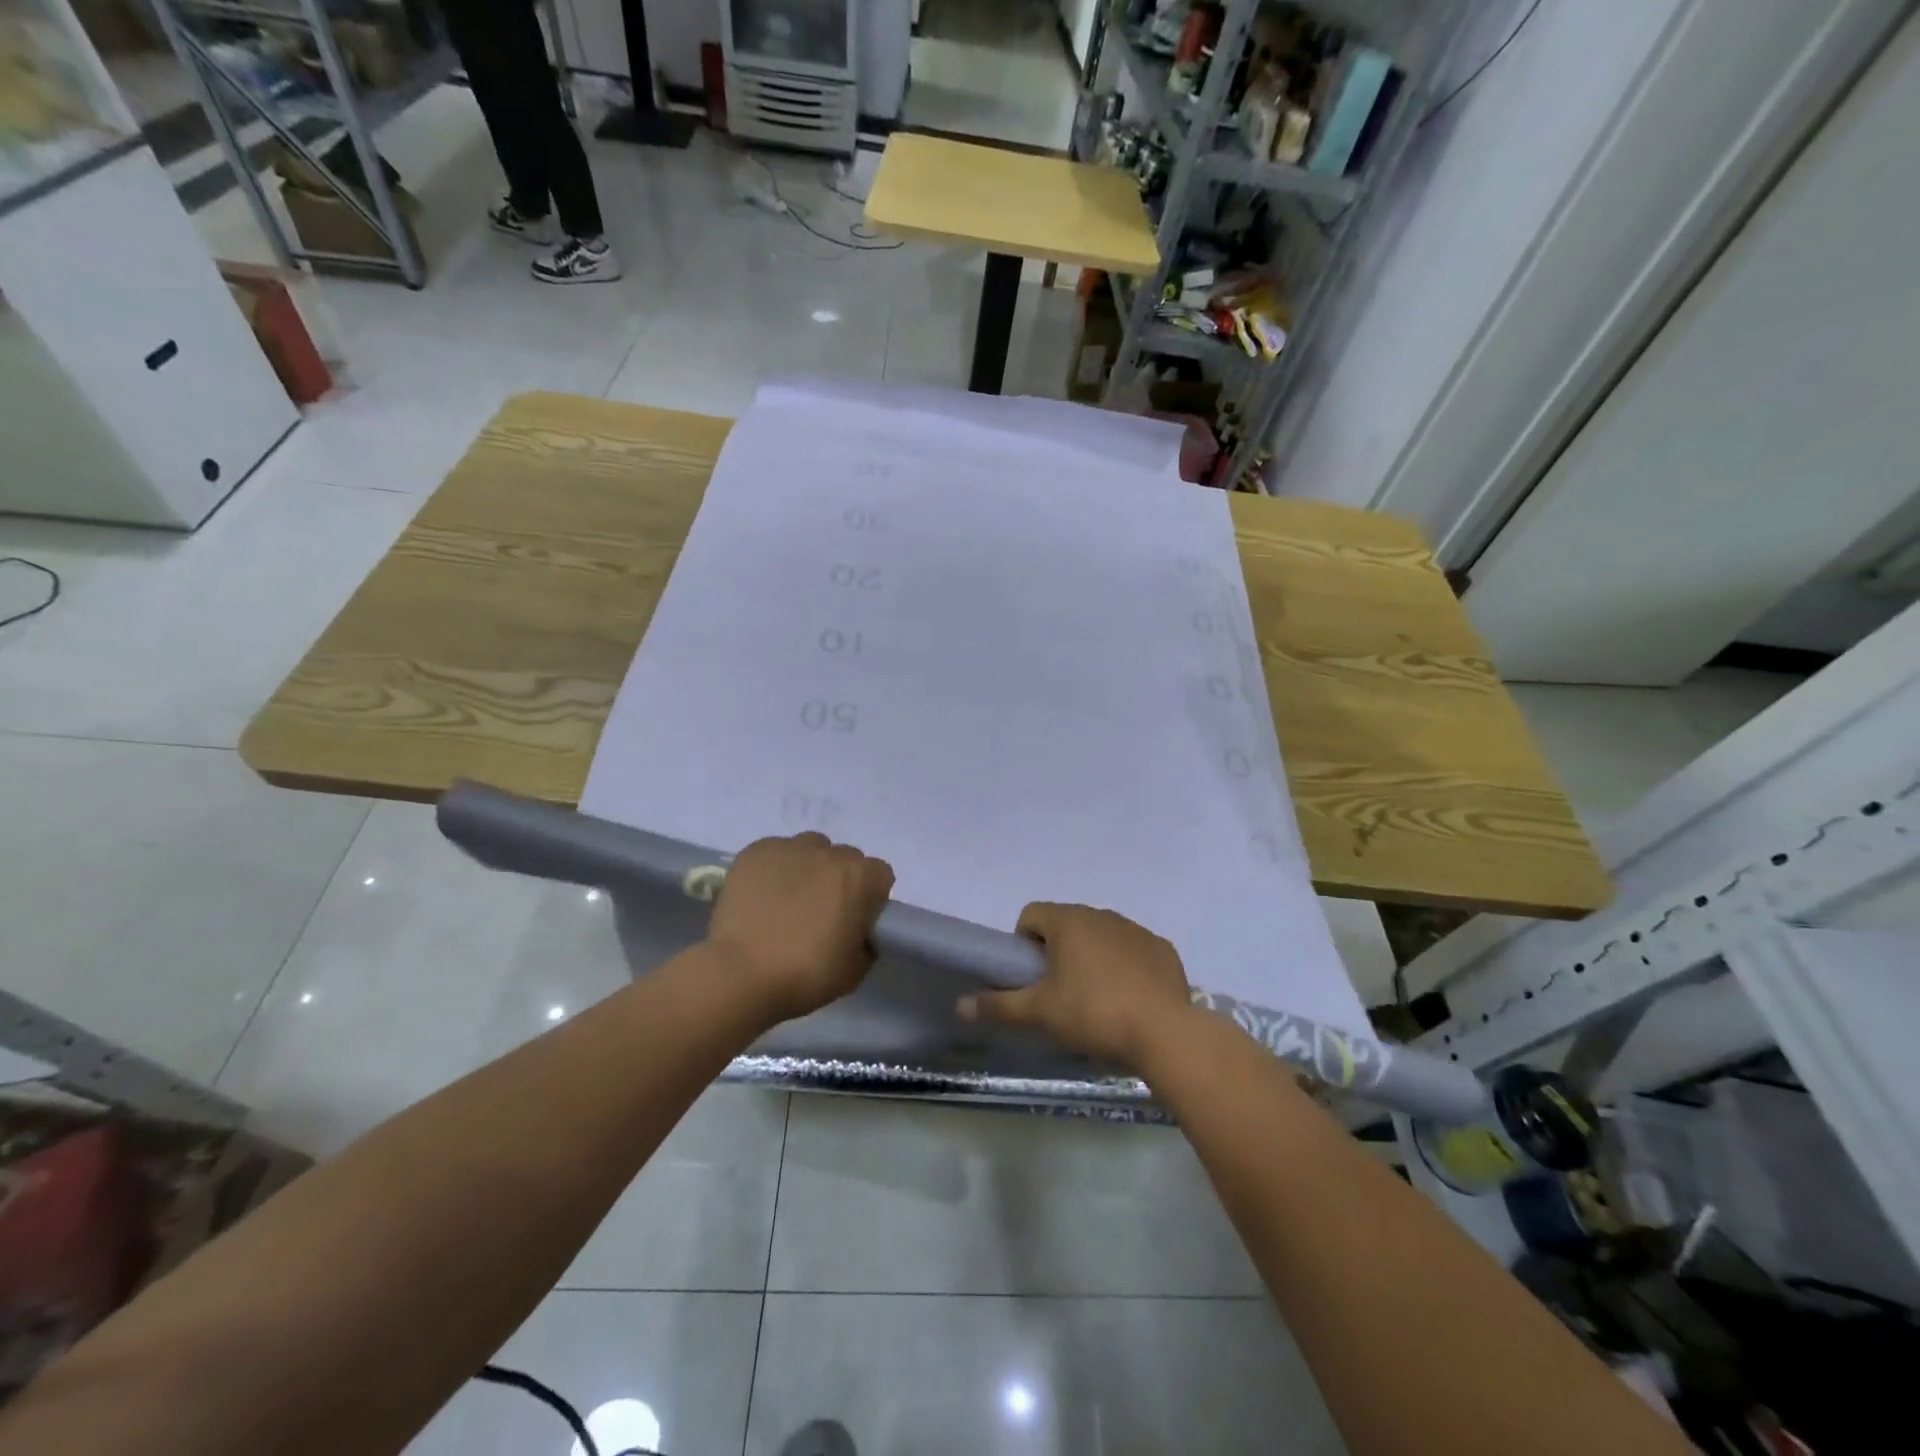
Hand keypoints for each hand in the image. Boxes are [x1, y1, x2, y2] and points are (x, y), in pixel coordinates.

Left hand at [706, 833, 893, 1023]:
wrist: (741, 974)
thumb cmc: (805, 974)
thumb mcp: (855, 970)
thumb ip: (866, 942)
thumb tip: (857, 933)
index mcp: (861, 877)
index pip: (879, 875)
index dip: (869, 897)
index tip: (854, 919)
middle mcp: (830, 852)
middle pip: (844, 859)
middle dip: (839, 880)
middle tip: (820, 913)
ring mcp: (791, 848)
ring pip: (810, 849)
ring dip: (808, 868)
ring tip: (788, 900)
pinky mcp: (757, 851)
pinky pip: (775, 853)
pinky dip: (774, 869)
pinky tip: (761, 896)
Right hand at [956, 902, 1193, 1070]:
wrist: (1165, 1032)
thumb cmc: (1093, 1013)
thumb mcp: (1040, 1013)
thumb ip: (999, 1006)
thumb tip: (960, 1005)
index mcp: (1068, 921)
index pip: (1031, 915)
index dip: (1023, 944)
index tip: (1031, 977)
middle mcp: (1101, 914)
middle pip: (1066, 924)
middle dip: (1057, 952)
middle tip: (1058, 993)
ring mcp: (1135, 929)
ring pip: (1100, 936)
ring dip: (1091, 957)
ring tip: (1094, 1000)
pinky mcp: (1162, 949)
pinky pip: (1132, 951)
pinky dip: (1125, 967)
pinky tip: (1129, 1000)